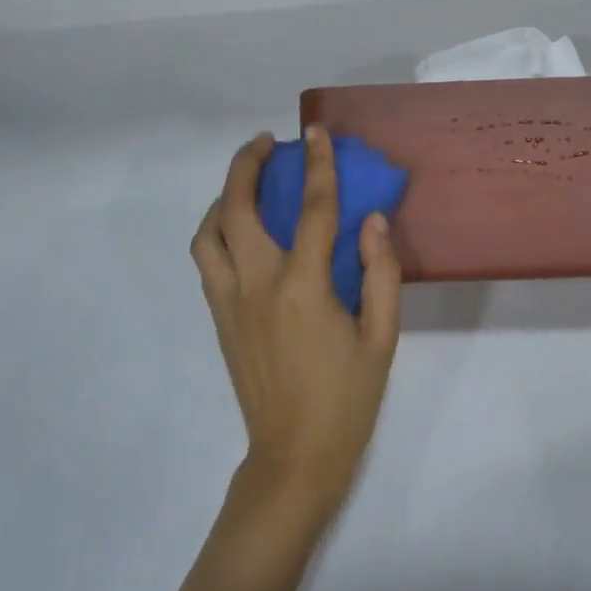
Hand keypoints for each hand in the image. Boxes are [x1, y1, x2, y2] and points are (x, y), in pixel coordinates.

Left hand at [190, 127, 402, 522]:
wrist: (294, 459)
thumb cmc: (347, 398)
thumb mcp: (383, 337)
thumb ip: (382, 272)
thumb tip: (373, 220)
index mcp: (303, 287)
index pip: (312, 209)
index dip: (317, 164)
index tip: (316, 132)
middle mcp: (258, 285)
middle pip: (238, 209)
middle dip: (247, 165)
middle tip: (266, 142)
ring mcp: (230, 302)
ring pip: (209, 233)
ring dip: (224, 197)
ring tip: (246, 181)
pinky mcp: (219, 319)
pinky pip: (208, 259)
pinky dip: (217, 230)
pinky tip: (240, 227)